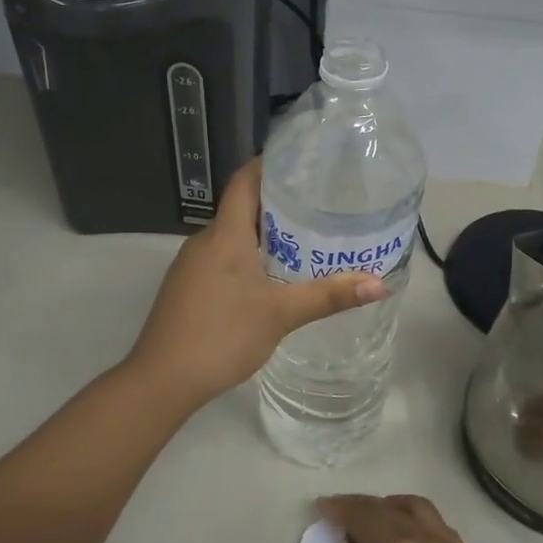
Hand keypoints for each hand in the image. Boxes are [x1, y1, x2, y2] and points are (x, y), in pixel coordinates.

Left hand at [125, 159, 385, 409]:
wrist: (162, 380)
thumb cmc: (222, 335)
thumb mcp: (281, 315)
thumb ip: (329, 296)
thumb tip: (380, 284)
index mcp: (224, 235)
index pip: (244, 181)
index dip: (270, 165)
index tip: (304, 162)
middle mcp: (204, 241)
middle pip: (241, 208)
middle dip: (278, 203)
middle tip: (320, 203)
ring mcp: (191, 266)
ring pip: (232, 236)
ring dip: (265, 234)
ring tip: (305, 238)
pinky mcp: (188, 288)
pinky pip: (222, 258)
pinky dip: (249, 257)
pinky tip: (272, 277)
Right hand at [295, 495, 517, 542]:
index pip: (360, 514)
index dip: (337, 508)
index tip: (319, 508)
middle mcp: (423, 535)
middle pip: (385, 507)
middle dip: (358, 508)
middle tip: (338, 525)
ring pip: (413, 507)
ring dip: (388, 507)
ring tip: (372, 528)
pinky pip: (433, 522)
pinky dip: (412, 518)